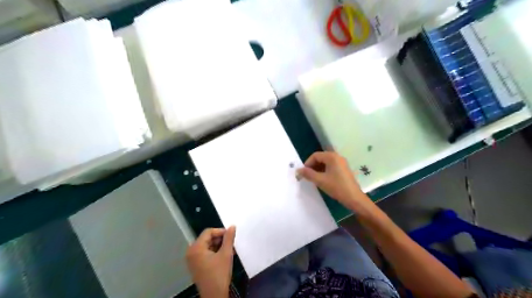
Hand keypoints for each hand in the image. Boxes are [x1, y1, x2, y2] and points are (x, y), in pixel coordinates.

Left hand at [187, 226, 235, 297]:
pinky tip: (225, 256)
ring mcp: (192, 259)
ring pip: (207, 245)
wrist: (214, 296)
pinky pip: (205, 253)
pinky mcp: (196, 265)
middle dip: (220, 239)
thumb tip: (232, 226)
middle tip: (231, 243)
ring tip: (230, 250)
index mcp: (196, 248)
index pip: (208, 232)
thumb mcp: (226, 254)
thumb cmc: (219, 274)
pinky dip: (215, 252)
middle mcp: (191, 252)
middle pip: (207, 238)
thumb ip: (229, 238)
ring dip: (219, 246)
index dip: (220, 231)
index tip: (231, 235)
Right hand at [297, 153, 367, 208]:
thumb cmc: (337, 187)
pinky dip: (324, 171)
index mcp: (332, 157)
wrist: (354, 198)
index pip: (315, 155)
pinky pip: (331, 166)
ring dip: (318, 169)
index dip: (307, 163)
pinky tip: (323, 180)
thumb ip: (308, 174)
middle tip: (308, 176)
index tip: (304, 173)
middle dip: (312, 166)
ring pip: (325, 163)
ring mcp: (342, 163)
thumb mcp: (320, 180)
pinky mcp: (344, 169)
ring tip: (314, 179)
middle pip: (321, 158)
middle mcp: (337, 157)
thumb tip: (298, 170)